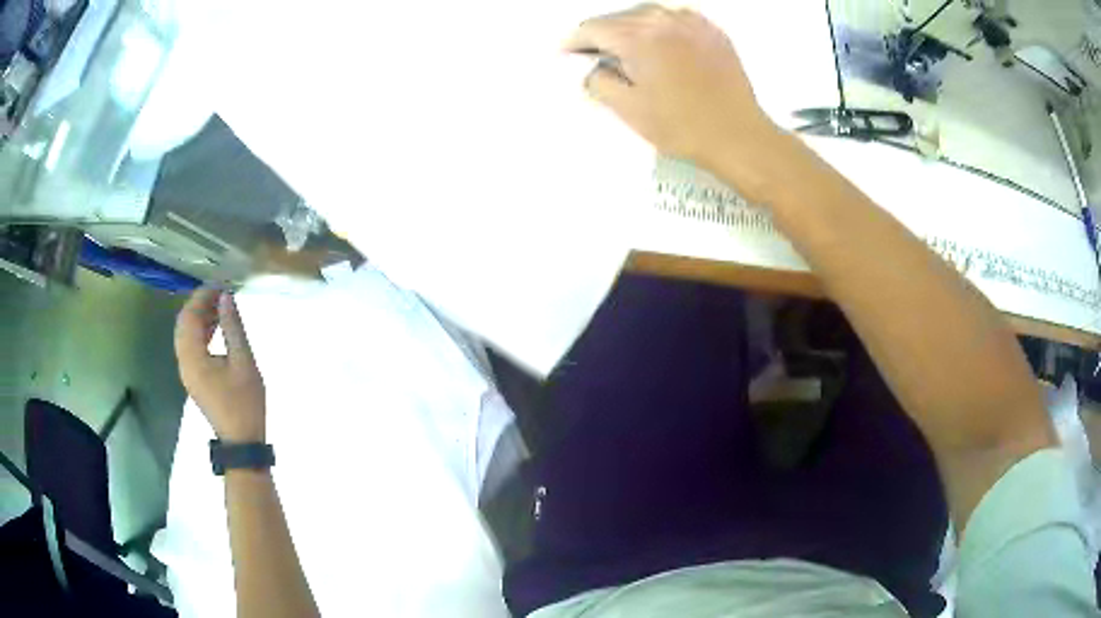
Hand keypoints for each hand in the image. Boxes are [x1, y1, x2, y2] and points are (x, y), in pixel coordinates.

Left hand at [174, 288, 265, 442]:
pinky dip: (200, 332)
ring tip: (220, 306)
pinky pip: (190, 346)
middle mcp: (184, 362)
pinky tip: (215, 327)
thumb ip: (233, 326)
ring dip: (199, 317)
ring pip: (185, 335)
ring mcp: (187, 371)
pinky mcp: (193, 377)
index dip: (202, 296)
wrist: (241, 440)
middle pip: (183, 324)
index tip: (220, 283)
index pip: (189, 316)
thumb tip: (226, 296)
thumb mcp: (244, 362)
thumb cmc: (245, 402)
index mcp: (193, 358)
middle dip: (199, 304)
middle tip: (220, 292)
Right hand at [565, 5, 784, 191]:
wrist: (738, 136)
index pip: (593, 28)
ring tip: (628, 51)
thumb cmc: (685, 127)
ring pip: (647, 14)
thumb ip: (598, 81)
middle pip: (619, 18)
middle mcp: (664, 21)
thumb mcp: (628, 110)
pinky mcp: (712, 32)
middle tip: (596, 56)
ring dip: (631, 29)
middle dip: (602, 35)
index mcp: (638, 38)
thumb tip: (592, 68)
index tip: (569, 54)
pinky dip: (661, 28)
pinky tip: (661, 46)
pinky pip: (676, 19)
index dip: (576, 42)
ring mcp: (692, 23)